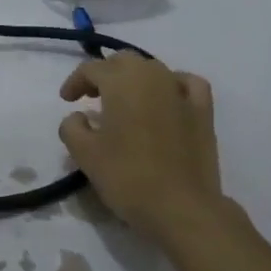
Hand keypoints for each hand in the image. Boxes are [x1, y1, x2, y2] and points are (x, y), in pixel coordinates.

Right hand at [57, 53, 236, 243]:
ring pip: (154, 69)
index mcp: (122, 82)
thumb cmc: (127, 177)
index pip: (92, 69)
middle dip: (105, 73)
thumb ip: (72, 127)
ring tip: (124, 101)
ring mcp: (181, 92)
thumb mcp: (84, 154)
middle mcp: (153, 77)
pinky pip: (186, 83)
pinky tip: (166, 98)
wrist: (182, 208)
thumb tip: (79, 117)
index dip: (75, 81)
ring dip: (134, 78)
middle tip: (91, 96)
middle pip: (124, 61)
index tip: (66, 100)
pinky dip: (172, 84)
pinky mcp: (204, 111)